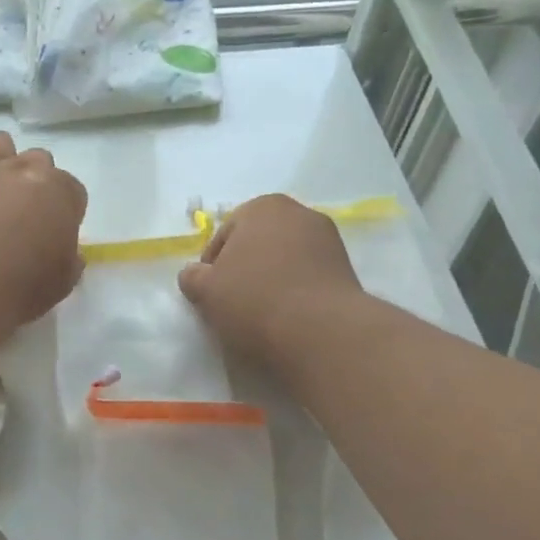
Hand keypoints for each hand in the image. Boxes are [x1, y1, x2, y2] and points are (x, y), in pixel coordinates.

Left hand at [0, 132, 86, 345]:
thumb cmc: (26, 283)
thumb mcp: (63, 280)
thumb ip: (68, 260)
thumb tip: (68, 255)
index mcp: (59, 192)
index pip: (73, 190)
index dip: (68, 209)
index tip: (61, 230)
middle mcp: (23, 172)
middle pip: (38, 158)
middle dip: (36, 178)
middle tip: (28, 210)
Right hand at [178, 195, 364, 372]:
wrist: (321, 332)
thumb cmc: (254, 300)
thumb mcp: (206, 290)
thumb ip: (192, 277)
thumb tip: (194, 275)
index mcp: (263, 207)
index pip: (225, 235)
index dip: (212, 266)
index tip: (210, 293)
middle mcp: (300, 213)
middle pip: (258, 244)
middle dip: (245, 268)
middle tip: (233, 302)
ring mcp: (329, 241)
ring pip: (285, 260)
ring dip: (271, 280)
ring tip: (261, 314)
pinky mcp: (347, 270)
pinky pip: (308, 278)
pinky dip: (296, 292)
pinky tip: (287, 318)